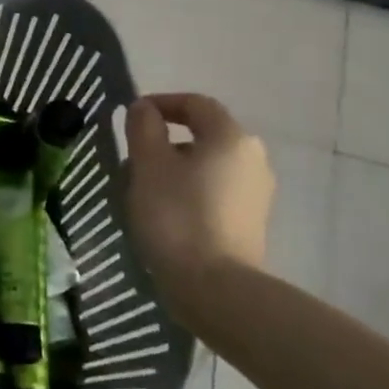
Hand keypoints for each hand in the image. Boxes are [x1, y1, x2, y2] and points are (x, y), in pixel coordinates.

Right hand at [123, 94, 273, 324]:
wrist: (215, 286)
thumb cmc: (176, 215)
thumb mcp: (148, 165)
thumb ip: (144, 128)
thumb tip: (145, 108)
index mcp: (230, 138)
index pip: (196, 104)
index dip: (162, 102)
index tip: (131, 116)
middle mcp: (252, 158)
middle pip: (204, 134)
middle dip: (166, 140)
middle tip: (133, 157)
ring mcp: (256, 192)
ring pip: (209, 164)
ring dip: (176, 167)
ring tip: (144, 187)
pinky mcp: (251, 221)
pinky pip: (216, 190)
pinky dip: (190, 190)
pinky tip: (167, 212)